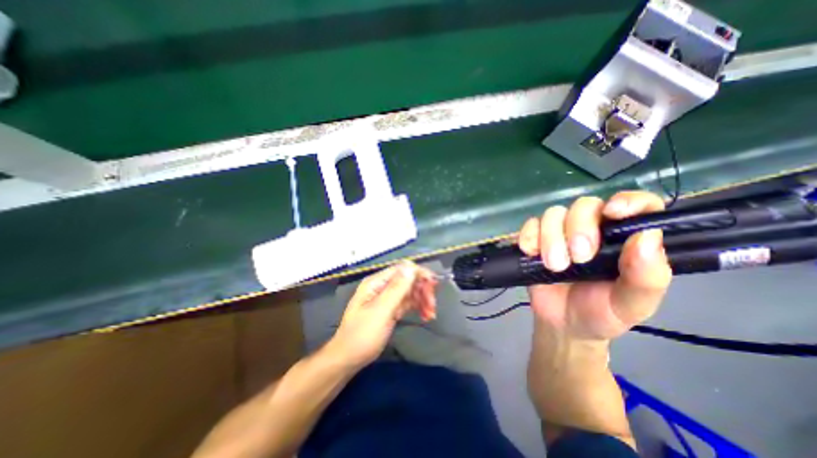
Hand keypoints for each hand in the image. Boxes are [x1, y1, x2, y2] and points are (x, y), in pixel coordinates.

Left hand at [328, 262, 435, 368]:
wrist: (348, 359)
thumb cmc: (362, 335)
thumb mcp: (381, 311)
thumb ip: (397, 289)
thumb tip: (411, 267)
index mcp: (377, 282)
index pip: (402, 269)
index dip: (419, 274)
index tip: (433, 285)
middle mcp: (382, 286)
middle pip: (408, 279)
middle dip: (423, 290)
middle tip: (433, 306)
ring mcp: (387, 297)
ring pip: (410, 291)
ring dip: (423, 300)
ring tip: (431, 315)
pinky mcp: (391, 309)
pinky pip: (408, 302)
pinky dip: (418, 307)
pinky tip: (426, 316)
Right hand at [520, 190, 673, 339]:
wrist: (562, 324)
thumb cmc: (601, 314)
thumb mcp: (632, 304)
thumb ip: (646, 277)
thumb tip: (647, 236)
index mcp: (625, 240)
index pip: (637, 205)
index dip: (628, 200)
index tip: (614, 213)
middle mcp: (593, 230)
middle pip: (584, 205)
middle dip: (578, 228)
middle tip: (579, 258)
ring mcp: (560, 233)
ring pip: (553, 213)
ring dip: (551, 237)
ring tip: (554, 266)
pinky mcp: (536, 239)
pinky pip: (529, 225)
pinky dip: (529, 236)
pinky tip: (531, 253)